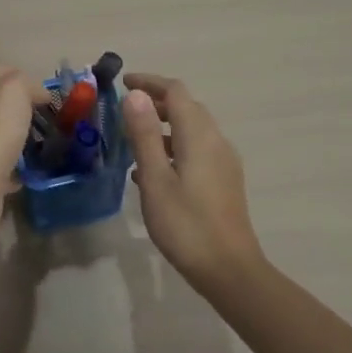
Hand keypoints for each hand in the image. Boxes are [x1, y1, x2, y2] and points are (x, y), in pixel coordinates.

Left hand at [0, 65, 37, 220]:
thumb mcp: (14, 90)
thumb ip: (26, 82)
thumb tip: (36, 93)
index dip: (23, 77)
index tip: (46, 95)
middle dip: (23, 109)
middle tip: (49, 119)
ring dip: (20, 138)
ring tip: (46, 145)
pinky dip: (14, 167)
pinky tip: (32, 171)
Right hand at [120, 73, 265, 290]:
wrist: (229, 270)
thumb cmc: (186, 224)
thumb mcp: (155, 179)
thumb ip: (145, 134)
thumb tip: (134, 95)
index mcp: (199, 135)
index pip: (175, 91)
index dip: (149, 82)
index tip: (122, 83)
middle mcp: (216, 141)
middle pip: (187, 107)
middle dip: (156, 102)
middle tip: (124, 111)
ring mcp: (223, 162)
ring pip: (192, 130)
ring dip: (164, 127)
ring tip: (132, 140)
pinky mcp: (224, 182)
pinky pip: (196, 151)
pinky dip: (173, 148)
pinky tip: (151, 172)